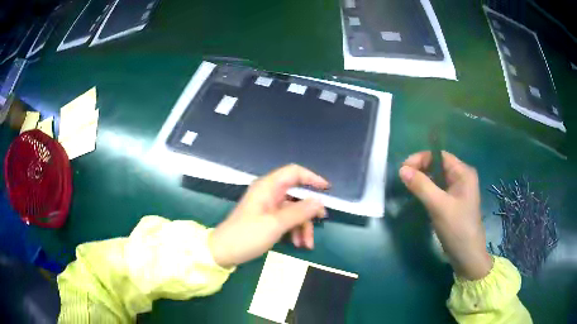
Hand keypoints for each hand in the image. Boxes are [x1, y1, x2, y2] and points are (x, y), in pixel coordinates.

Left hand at [209, 164, 329, 267]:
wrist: (223, 252)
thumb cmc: (247, 236)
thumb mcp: (275, 224)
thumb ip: (299, 212)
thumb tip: (319, 201)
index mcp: (268, 187)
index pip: (294, 172)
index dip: (312, 178)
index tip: (327, 189)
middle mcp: (269, 194)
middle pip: (297, 196)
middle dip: (309, 212)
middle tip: (321, 223)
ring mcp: (268, 208)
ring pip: (294, 211)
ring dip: (302, 226)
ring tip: (306, 245)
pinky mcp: (267, 220)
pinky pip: (286, 220)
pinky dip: (294, 231)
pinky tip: (298, 244)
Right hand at [399, 151, 492, 279]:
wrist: (467, 256)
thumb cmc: (457, 228)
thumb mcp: (439, 206)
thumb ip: (421, 186)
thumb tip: (402, 169)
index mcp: (463, 173)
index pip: (440, 156)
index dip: (421, 158)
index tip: (404, 169)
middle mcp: (462, 178)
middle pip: (438, 165)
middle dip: (420, 168)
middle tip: (403, 178)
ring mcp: (458, 191)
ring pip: (437, 178)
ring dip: (422, 179)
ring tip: (408, 186)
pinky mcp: (453, 202)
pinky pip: (438, 190)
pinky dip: (427, 190)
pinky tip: (418, 196)